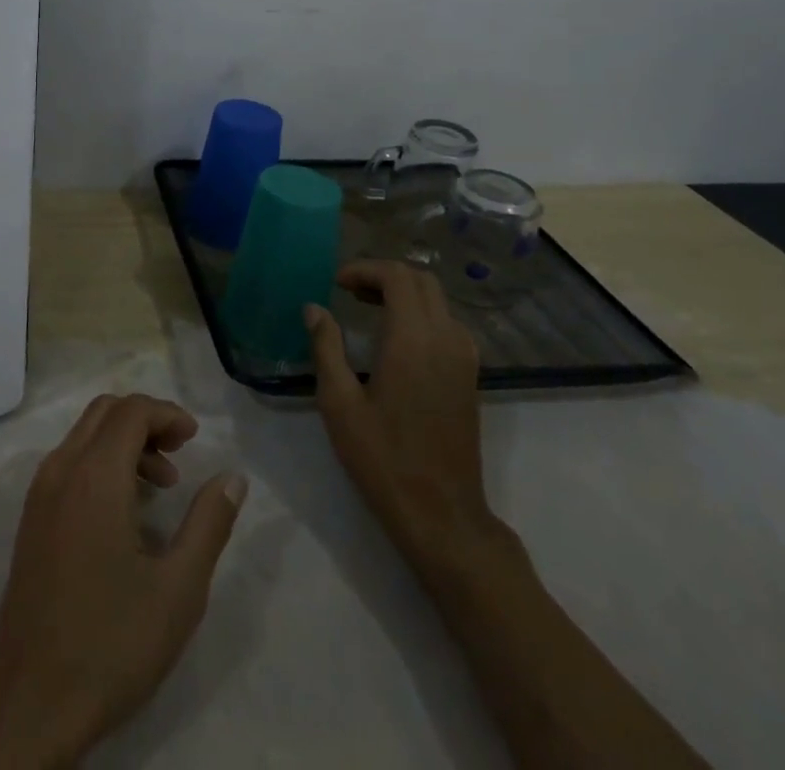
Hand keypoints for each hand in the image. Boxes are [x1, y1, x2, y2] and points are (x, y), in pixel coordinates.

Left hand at [0, 394, 247, 768]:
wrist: (31, 701)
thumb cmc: (111, 643)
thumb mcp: (179, 589)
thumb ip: (209, 524)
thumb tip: (233, 478)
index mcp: (94, 475)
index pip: (131, 410)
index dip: (167, 413)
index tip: (195, 439)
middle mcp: (61, 469)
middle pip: (105, 412)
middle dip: (145, 420)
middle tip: (180, 453)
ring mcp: (39, 493)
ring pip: (84, 435)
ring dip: (123, 442)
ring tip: (160, 487)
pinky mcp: (31, 519)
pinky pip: (68, 463)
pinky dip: (100, 462)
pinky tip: (125, 511)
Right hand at [305, 261, 502, 575]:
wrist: (442, 515)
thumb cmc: (383, 458)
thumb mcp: (339, 403)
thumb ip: (326, 348)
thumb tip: (314, 308)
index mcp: (413, 340)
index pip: (397, 276)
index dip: (365, 270)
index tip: (336, 283)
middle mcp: (445, 339)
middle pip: (421, 280)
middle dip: (384, 275)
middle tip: (349, 291)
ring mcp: (464, 358)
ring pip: (438, 300)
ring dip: (404, 292)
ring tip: (367, 308)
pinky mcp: (470, 376)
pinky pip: (448, 323)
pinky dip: (422, 313)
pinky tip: (396, 337)